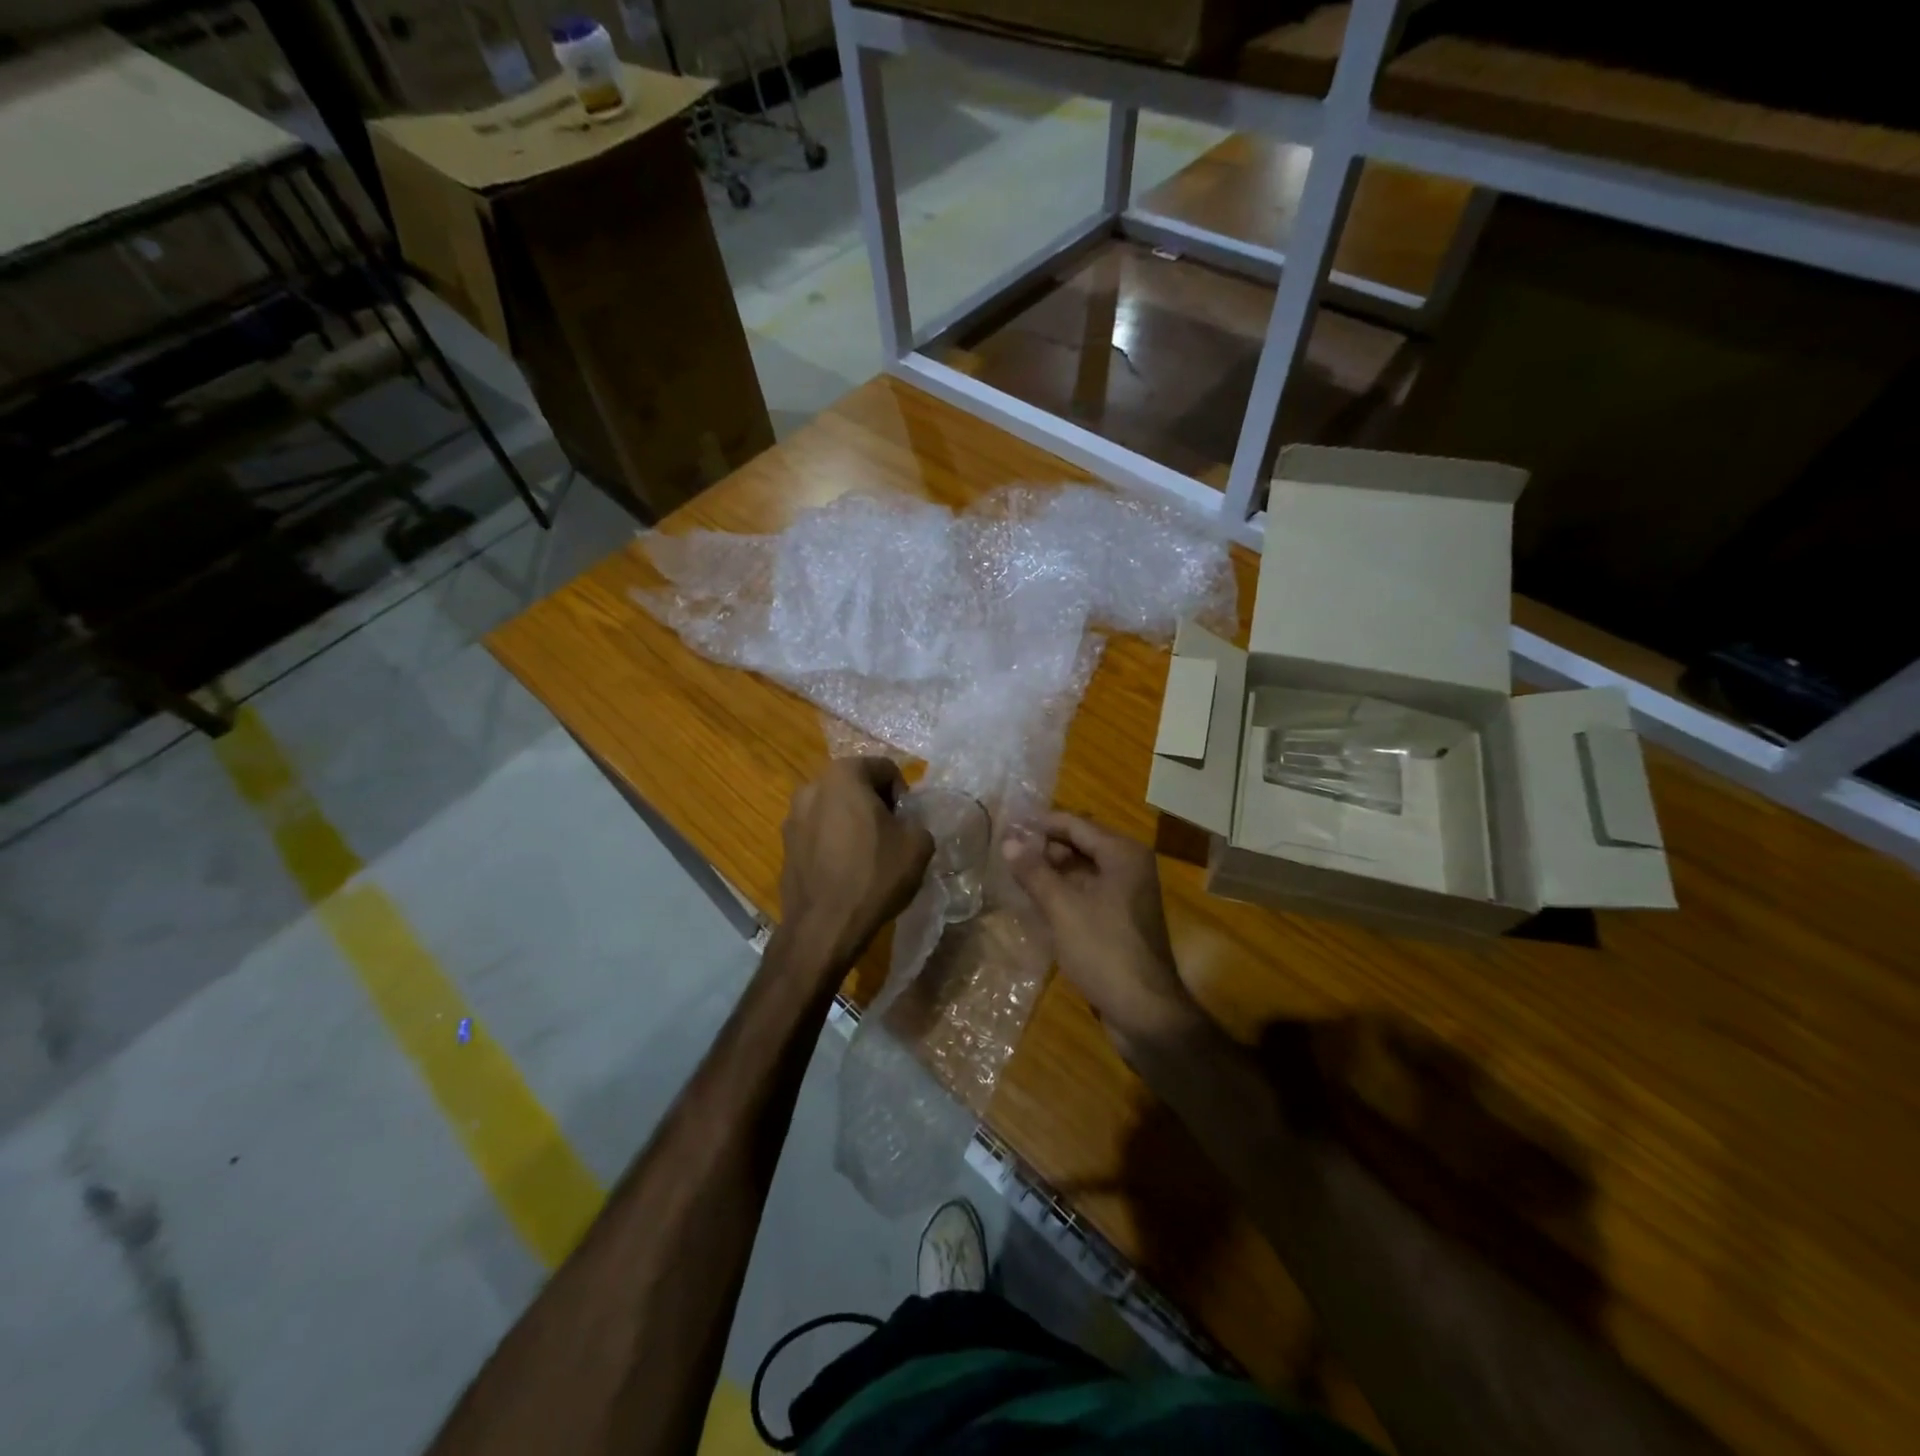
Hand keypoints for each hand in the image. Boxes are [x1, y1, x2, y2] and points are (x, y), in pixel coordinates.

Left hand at [780, 758, 933, 962]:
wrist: (824, 926)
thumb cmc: (875, 875)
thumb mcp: (918, 844)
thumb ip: (916, 821)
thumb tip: (904, 825)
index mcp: (844, 775)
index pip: (884, 768)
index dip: (902, 793)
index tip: (906, 822)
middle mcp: (812, 786)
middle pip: (855, 785)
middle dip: (875, 805)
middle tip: (891, 836)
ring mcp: (792, 817)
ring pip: (834, 809)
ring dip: (852, 823)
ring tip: (868, 856)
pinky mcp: (785, 845)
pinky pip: (818, 834)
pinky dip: (834, 843)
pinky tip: (846, 871)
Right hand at [1002, 813, 1200, 1051]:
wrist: (1145, 1012)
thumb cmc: (1105, 951)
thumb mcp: (1063, 908)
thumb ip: (1034, 872)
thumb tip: (1008, 840)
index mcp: (1123, 854)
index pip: (1075, 824)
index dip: (1039, 824)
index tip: (1005, 825)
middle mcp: (1129, 866)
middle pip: (1079, 844)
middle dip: (1043, 848)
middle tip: (1003, 852)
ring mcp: (1126, 893)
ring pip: (1081, 870)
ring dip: (1050, 871)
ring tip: (1011, 873)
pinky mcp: (1119, 918)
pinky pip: (1086, 892)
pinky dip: (1062, 892)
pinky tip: (1033, 900)